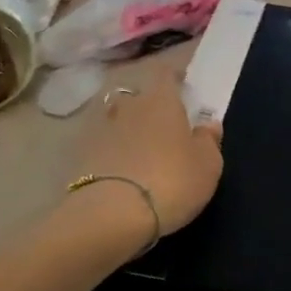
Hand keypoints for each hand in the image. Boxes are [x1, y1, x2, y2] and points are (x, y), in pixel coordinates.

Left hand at [74, 64, 223, 235]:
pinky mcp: (81, 157)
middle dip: (149, 106)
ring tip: (140, 149)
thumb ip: (208, 141)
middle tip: (163, 125)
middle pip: (138, 97)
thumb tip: (207, 124)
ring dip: (127, 129)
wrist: (111, 216)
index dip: (173, 77)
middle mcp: (129, 107)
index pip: (165, 74)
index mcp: (161, 100)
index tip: (182, 84)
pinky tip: (121, 171)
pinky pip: (102, 146)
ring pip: (117, 120)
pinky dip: (111, 153)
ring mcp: (101, 131)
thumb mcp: (208, 165)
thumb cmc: (172, 181)